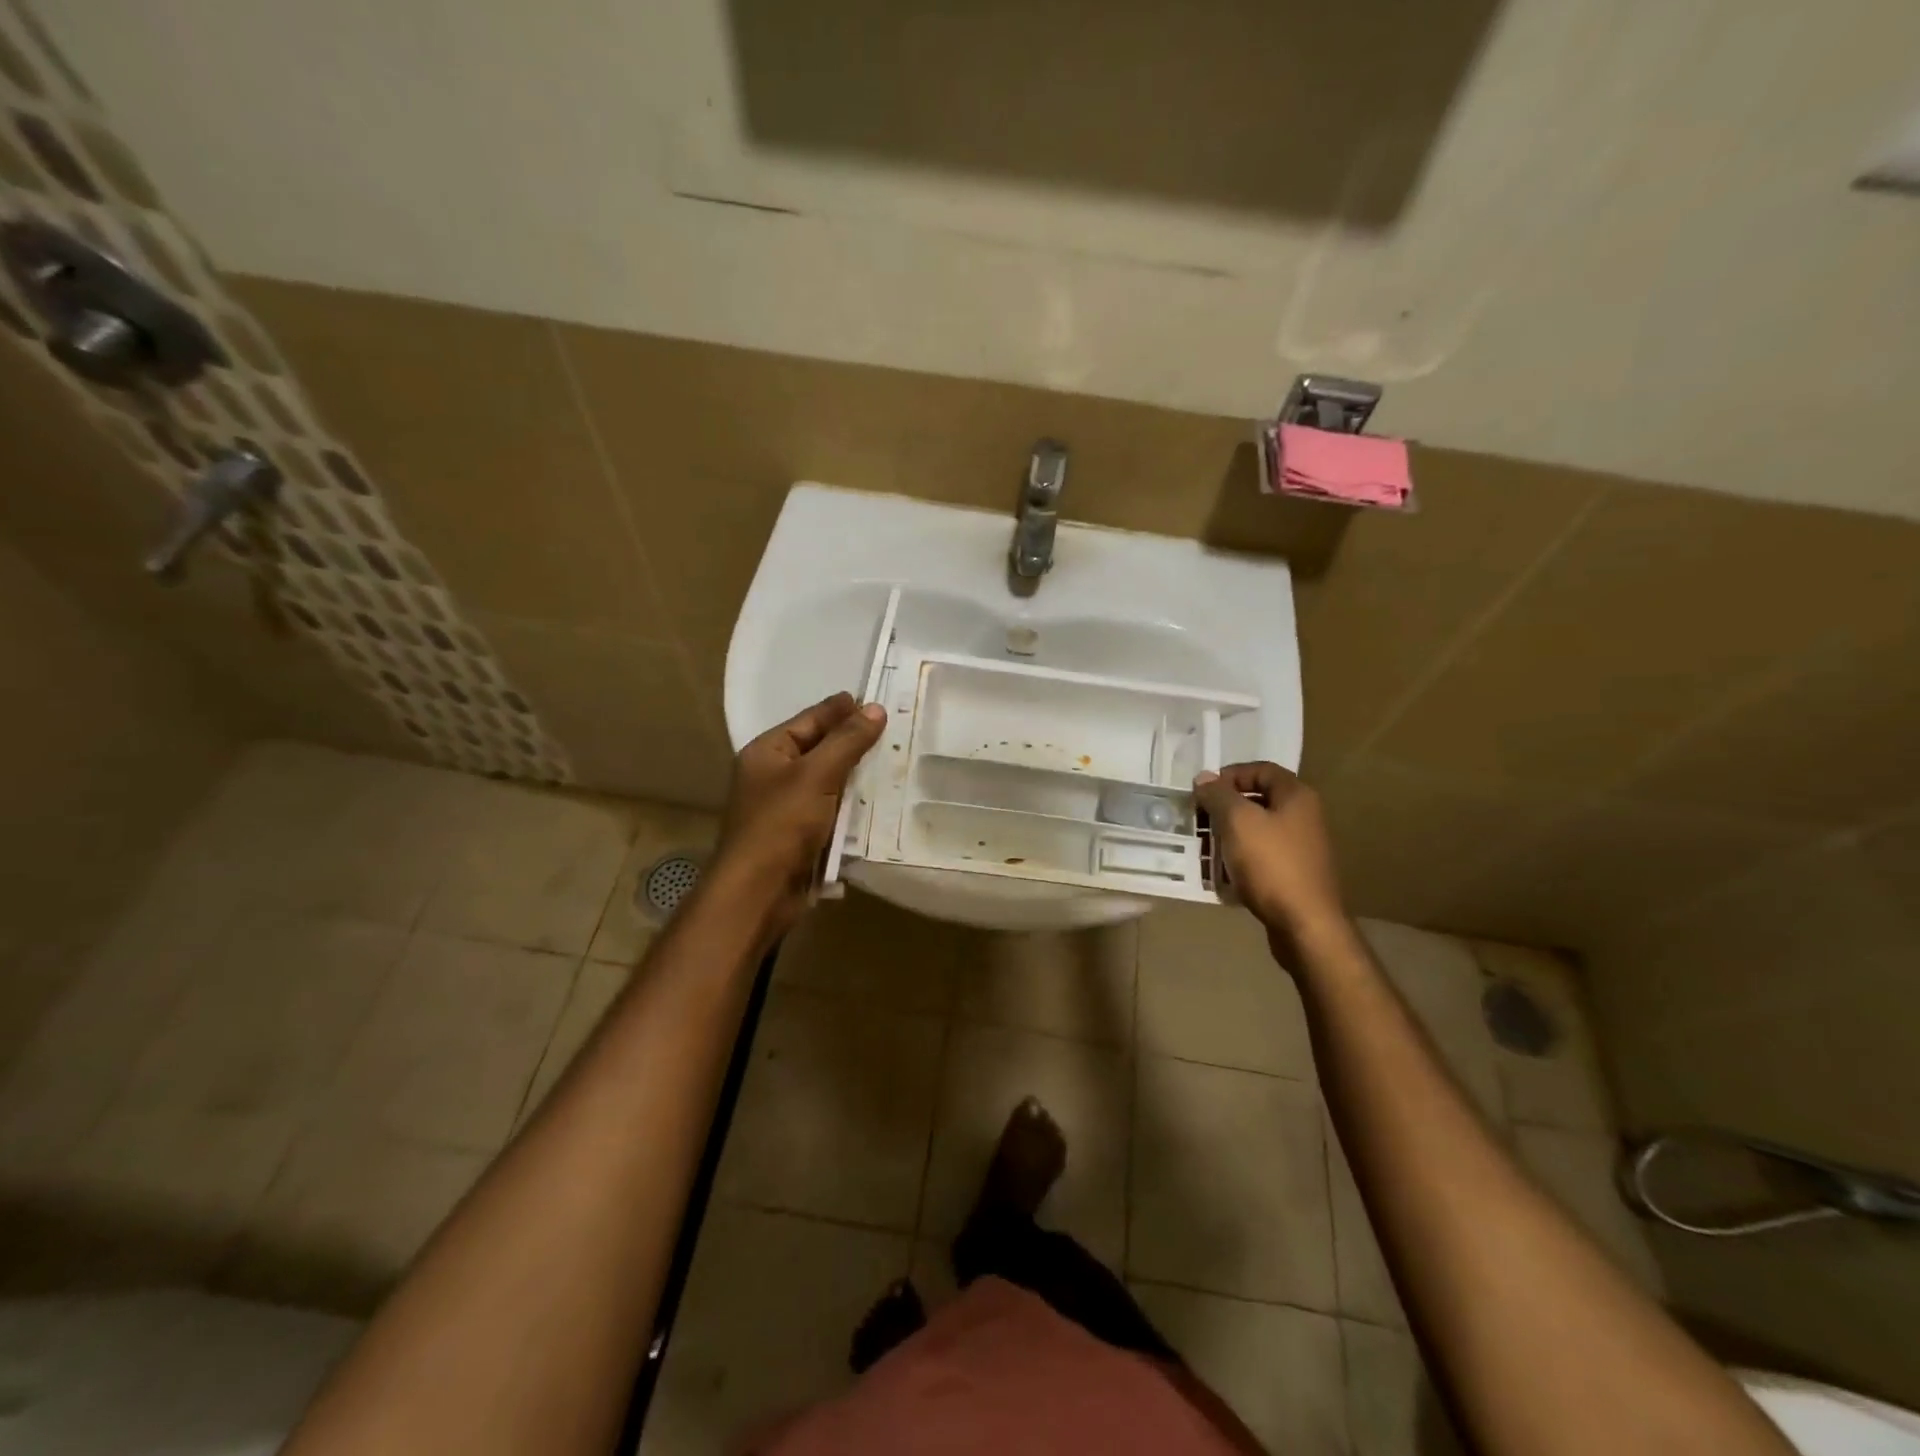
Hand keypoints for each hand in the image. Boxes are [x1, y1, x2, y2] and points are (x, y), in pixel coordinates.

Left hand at [714, 692, 886, 928]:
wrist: (758, 892)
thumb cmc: (781, 825)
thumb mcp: (817, 775)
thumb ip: (847, 741)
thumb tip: (875, 708)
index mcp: (767, 752)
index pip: (810, 720)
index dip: (841, 709)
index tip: (876, 701)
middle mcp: (773, 775)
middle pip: (819, 749)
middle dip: (853, 741)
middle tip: (894, 729)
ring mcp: (786, 807)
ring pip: (828, 781)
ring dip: (856, 775)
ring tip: (895, 762)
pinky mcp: (800, 835)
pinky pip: (831, 810)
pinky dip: (852, 805)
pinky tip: (880, 801)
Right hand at [1194, 762, 1347, 959]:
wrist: (1306, 925)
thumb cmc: (1272, 865)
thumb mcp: (1238, 822)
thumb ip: (1218, 795)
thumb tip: (1204, 778)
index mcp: (1296, 797)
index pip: (1261, 770)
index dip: (1230, 775)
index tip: (1203, 792)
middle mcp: (1304, 817)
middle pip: (1258, 800)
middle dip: (1225, 808)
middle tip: (1199, 820)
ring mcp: (1302, 848)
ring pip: (1257, 831)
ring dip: (1229, 835)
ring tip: (1205, 848)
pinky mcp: (1295, 875)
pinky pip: (1262, 857)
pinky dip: (1240, 860)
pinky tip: (1222, 874)